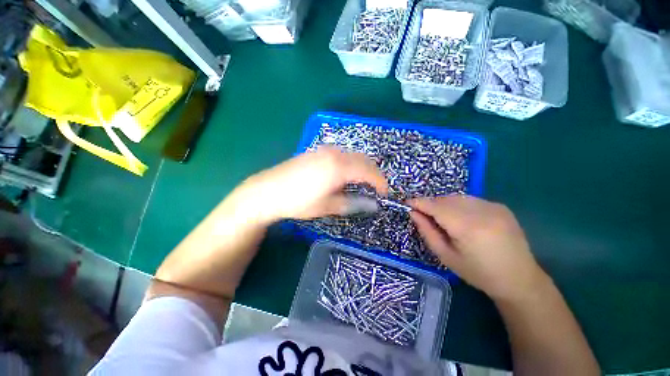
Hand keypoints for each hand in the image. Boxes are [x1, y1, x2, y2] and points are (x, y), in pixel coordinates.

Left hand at [239, 146, 387, 222]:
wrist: (267, 191)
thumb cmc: (299, 201)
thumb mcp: (328, 206)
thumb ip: (353, 203)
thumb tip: (373, 205)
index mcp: (339, 167)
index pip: (369, 171)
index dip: (380, 182)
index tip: (385, 194)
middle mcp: (335, 153)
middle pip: (363, 159)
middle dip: (373, 173)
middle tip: (375, 189)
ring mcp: (325, 150)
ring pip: (353, 155)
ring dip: (362, 167)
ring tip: (363, 183)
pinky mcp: (317, 151)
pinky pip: (342, 154)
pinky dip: (351, 163)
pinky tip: (345, 175)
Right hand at [409, 196, 546, 301]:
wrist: (519, 279)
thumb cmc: (478, 273)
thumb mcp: (446, 256)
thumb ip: (427, 231)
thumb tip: (413, 213)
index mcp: (468, 227)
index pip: (435, 206)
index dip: (419, 202)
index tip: (407, 203)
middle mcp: (482, 211)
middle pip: (445, 199)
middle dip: (430, 204)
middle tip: (423, 215)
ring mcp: (493, 206)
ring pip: (457, 197)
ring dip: (443, 204)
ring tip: (441, 218)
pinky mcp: (500, 206)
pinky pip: (470, 200)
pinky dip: (458, 205)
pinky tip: (461, 218)